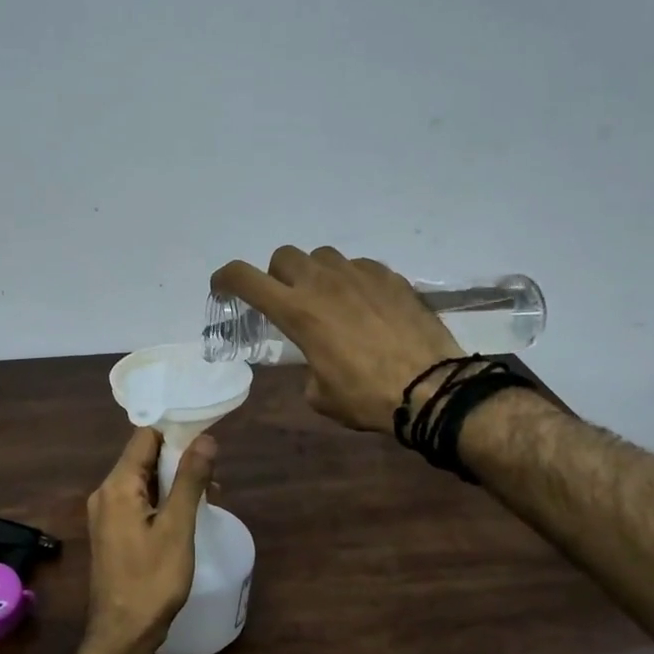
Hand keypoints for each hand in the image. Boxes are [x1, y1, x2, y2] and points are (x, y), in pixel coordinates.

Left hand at [84, 427, 215, 653]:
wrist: (122, 634)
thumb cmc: (151, 581)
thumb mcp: (177, 528)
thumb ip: (190, 480)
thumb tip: (206, 439)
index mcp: (117, 486)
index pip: (145, 437)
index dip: (175, 431)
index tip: (206, 435)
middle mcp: (105, 493)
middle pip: (144, 457)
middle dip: (179, 458)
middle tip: (214, 469)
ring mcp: (107, 513)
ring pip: (143, 480)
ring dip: (174, 480)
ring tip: (210, 492)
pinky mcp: (113, 531)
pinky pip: (139, 501)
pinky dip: (163, 499)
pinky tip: (188, 512)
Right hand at [212, 247, 464, 432]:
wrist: (431, 387)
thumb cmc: (366, 397)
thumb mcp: (320, 395)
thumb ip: (307, 367)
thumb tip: (316, 362)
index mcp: (297, 311)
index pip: (245, 278)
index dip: (226, 278)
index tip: (222, 287)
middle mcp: (322, 283)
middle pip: (284, 257)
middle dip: (277, 276)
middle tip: (288, 302)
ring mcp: (358, 274)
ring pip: (322, 256)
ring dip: (315, 274)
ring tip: (329, 301)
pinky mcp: (389, 276)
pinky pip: (359, 266)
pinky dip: (352, 280)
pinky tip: (365, 305)